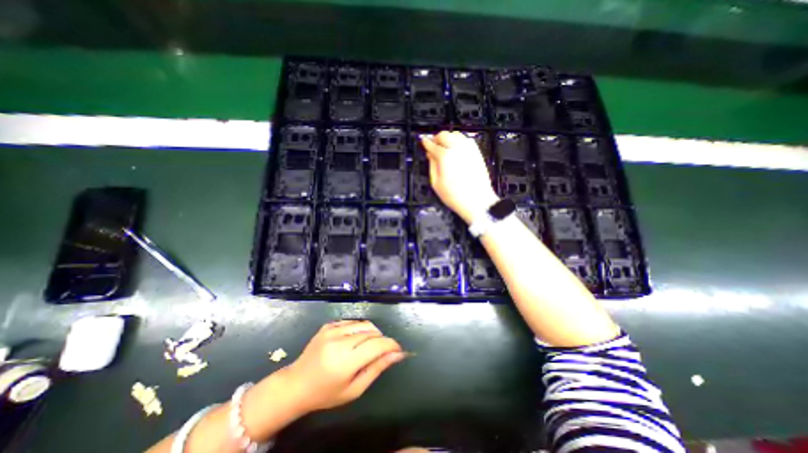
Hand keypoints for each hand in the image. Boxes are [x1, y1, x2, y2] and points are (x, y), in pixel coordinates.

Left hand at [280, 318, 403, 413]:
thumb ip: (377, 368)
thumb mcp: (355, 389)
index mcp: (345, 361)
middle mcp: (339, 341)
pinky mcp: (328, 325)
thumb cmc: (326, 393)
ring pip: (364, 324)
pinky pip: (352, 322)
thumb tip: (397, 354)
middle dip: (382, 340)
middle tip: (380, 353)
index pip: (377, 344)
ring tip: (366, 347)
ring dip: (372, 333)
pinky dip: (359, 329)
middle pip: (372, 331)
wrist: (296, 384)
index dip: (391, 345)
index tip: (398, 350)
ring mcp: (332, 330)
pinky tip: (354, 341)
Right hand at [424, 131, 498, 223]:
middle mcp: (458, 149)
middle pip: (444, 135)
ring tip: (444, 147)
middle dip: (436, 139)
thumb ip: (432, 165)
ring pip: (455, 134)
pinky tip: (455, 149)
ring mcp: (469, 149)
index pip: (432, 144)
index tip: (423, 142)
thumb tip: (430, 155)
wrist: (477, 201)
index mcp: (445, 156)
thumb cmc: (456, 196)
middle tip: (433, 146)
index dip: (426, 143)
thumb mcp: (436, 183)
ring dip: (447, 138)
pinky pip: (466, 140)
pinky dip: (458, 141)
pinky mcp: (476, 152)